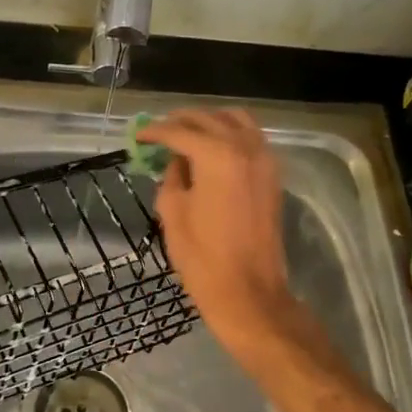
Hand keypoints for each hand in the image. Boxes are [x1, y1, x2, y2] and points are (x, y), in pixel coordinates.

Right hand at [138, 110, 331, 372]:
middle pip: (208, 119)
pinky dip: (230, 133)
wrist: (249, 292)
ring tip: (187, 133)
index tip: (138, 136)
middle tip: (158, 131)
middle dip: (180, 121)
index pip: (179, 131)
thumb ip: (172, 176)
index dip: (155, 132)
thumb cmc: (203, 256)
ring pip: (235, 120)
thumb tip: (177, 161)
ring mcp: (264, 159)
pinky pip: (251, 137)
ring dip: (209, 121)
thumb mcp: (173, 212)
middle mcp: (244, 148)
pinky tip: (213, 147)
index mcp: (216, 155)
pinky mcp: (272, 175)